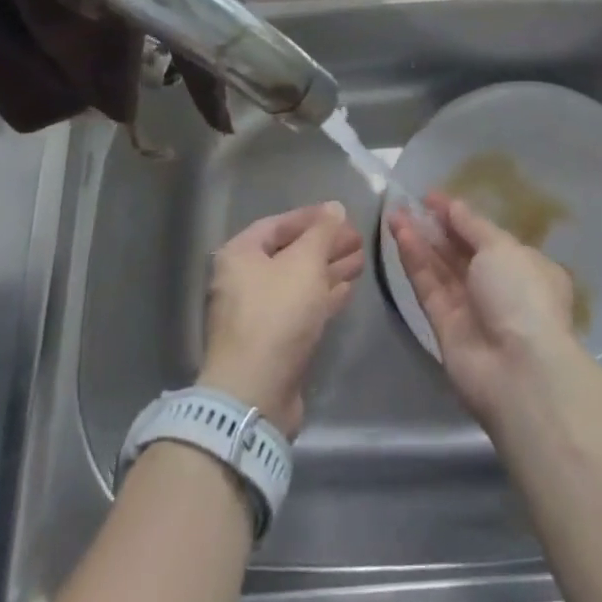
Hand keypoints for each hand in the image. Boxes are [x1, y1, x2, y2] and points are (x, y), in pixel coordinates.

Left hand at [200, 201, 364, 437]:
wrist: (255, 393)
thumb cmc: (277, 314)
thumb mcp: (305, 262)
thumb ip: (323, 232)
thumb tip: (335, 208)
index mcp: (240, 254)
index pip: (279, 223)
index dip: (313, 217)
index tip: (343, 214)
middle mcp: (242, 281)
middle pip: (290, 253)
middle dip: (325, 245)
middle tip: (358, 238)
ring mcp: (256, 313)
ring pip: (298, 282)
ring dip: (329, 270)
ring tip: (360, 260)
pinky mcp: (272, 341)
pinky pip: (300, 308)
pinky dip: (323, 296)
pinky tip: (347, 289)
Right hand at [387, 192, 577, 426]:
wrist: (518, 371)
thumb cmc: (521, 295)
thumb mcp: (502, 248)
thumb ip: (472, 226)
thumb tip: (453, 206)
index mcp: (525, 266)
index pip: (487, 235)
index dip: (460, 215)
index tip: (432, 197)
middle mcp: (499, 286)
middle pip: (461, 251)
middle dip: (436, 227)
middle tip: (408, 203)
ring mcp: (471, 308)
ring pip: (441, 268)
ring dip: (419, 241)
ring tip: (395, 214)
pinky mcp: (445, 328)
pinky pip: (429, 288)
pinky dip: (415, 262)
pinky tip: (400, 236)